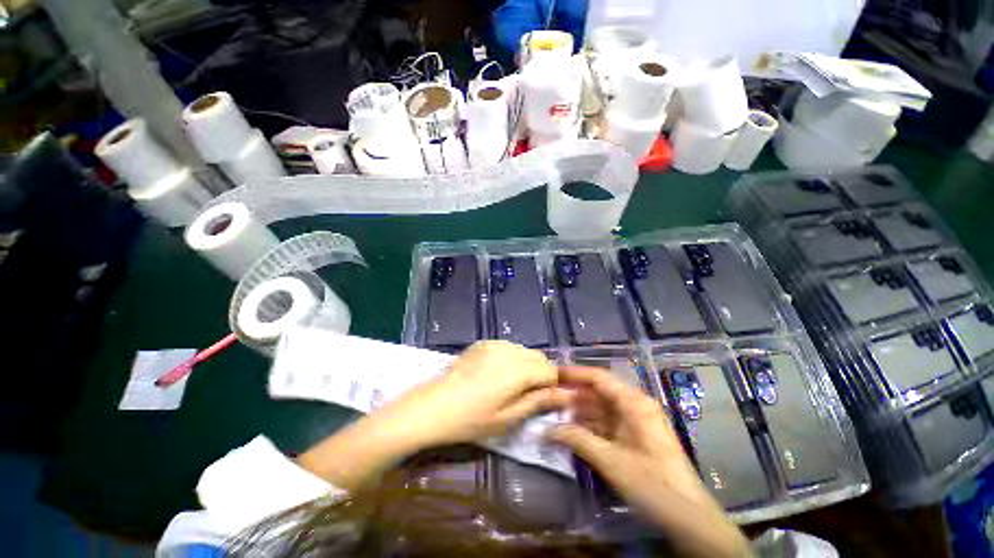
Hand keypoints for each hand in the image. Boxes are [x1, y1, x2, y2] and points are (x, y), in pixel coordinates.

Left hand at [299, 341, 569, 490]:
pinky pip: (507, 348)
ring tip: (508, 385)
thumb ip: (538, 402)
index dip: (551, 386)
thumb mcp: (508, 418)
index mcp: (518, 370)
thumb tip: (565, 395)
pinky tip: (494, 375)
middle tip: (525, 395)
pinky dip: (510, 359)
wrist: (433, 406)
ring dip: (525, 365)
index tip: (541, 400)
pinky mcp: (483, 343)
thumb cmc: (470, 419)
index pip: (550, 370)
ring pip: (524, 351)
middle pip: (539, 357)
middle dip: (540, 374)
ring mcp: (494, 344)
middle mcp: (509, 350)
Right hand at [549, 366, 750, 557]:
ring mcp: (634, 422)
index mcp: (634, 403)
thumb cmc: (653, 485)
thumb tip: (546, 429)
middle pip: (598, 392)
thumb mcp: (612, 461)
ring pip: (600, 408)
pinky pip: (605, 424)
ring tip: (552, 412)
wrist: (688, 519)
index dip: (574, 373)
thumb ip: (578, 439)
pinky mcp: (632, 437)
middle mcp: (634, 406)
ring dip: (578, 411)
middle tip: (547, 395)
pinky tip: (570, 430)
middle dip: (573, 394)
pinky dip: (588, 426)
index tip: (551, 374)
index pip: (599, 377)